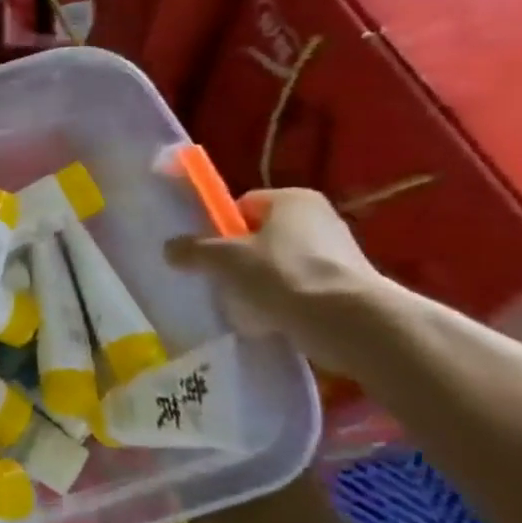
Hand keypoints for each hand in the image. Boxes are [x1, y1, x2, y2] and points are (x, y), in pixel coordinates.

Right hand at [165, 188, 393, 378]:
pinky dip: (286, 304)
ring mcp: (340, 254)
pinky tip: (274, 322)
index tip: (210, 255)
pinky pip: (303, 290)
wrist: (352, 323)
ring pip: (281, 266)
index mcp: (293, 199)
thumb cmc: (283, 274)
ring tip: (248, 308)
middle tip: (224, 282)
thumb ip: (193, 250)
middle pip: (262, 237)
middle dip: (241, 261)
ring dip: (262, 285)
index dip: (222, 229)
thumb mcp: (224, 259)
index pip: (244, 206)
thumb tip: (170, 249)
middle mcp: (321, 218)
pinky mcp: (350, 287)